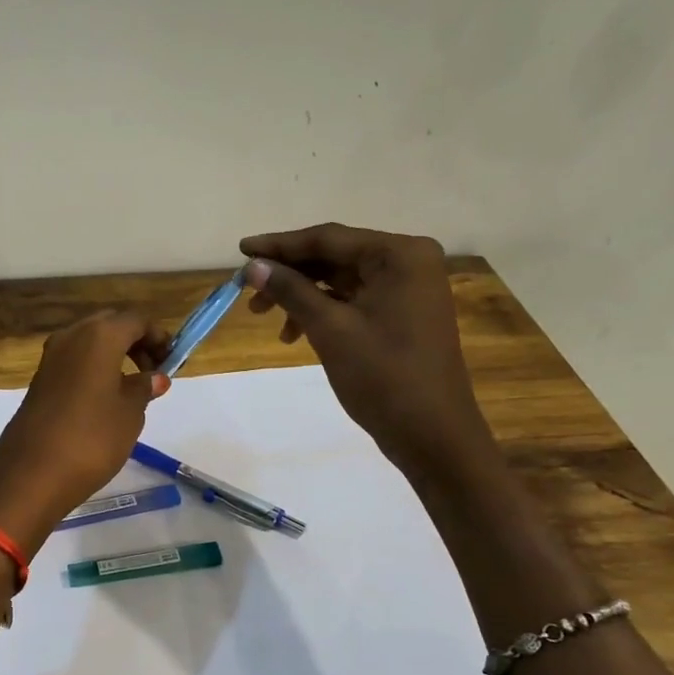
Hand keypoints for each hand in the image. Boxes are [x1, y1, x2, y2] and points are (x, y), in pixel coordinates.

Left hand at [0, 312, 171, 555]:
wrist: (33, 474)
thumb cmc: (92, 438)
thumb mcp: (130, 413)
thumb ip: (144, 388)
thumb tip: (155, 377)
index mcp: (99, 336)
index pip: (136, 321)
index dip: (158, 337)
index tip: (172, 361)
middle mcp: (71, 336)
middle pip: (110, 325)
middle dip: (134, 342)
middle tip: (152, 371)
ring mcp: (50, 357)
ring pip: (89, 342)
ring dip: (112, 355)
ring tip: (131, 388)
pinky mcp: (39, 379)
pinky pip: (73, 362)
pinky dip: (93, 369)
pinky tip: (104, 399)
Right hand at [239, 223, 495, 475]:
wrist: (433, 435)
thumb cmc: (384, 376)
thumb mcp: (330, 329)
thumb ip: (291, 291)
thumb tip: (252, 266)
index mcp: (399, 255)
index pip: (328, 239)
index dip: (279, 245)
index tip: (240, 251)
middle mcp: (408, 263)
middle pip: (334, 257)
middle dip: (289, 273)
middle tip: (247, 289)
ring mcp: (407, 290)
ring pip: (340, 280)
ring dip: (301, 295)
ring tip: (264, 316)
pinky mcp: (402, 315)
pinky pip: (352, 300)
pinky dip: (322, 311)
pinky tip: (294, 333)